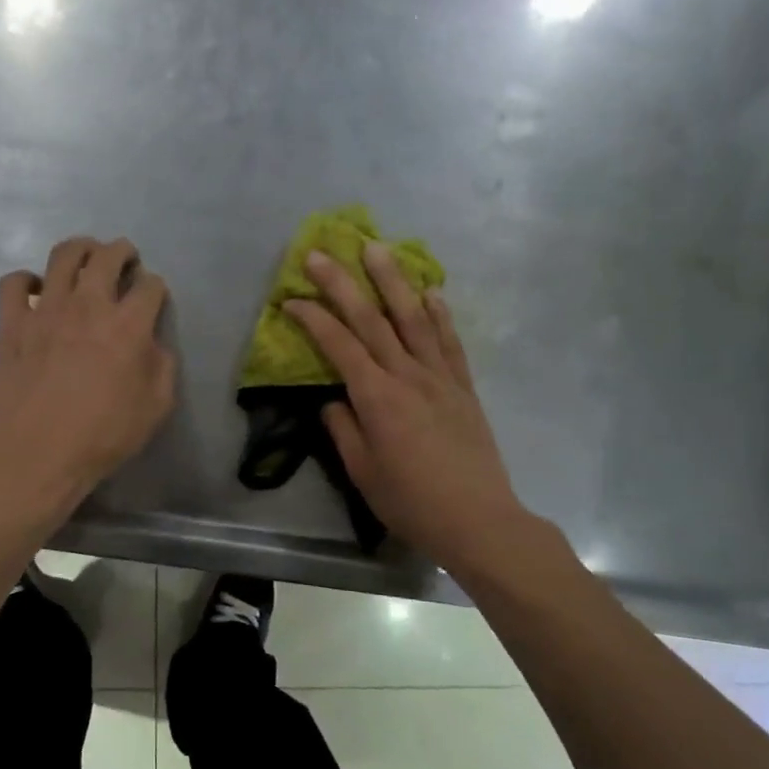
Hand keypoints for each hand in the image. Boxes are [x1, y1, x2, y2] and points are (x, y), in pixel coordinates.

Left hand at [0, 237, 177, 511]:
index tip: (153, 297)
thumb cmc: (103, 436)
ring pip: (63, 256)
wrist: (37, 454)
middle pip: (108, 256)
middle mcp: (88, 305)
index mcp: (128, 326)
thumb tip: (152, 343)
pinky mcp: (12, 323)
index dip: (156, 287)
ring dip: (81, 250)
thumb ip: (162, 366)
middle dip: (122, 251)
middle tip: (124, 259)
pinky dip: (26, 279)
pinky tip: (35, 290)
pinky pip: (14, 282)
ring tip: (85, 259)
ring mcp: (46, 310)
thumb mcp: (156, 408)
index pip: (150, 286)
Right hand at [285, 244, 537, 580]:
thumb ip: (343, 429)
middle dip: (343, 283)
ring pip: (414, 318)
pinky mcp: (463, 387)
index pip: (338, 346)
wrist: (478, 520)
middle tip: (321, 253)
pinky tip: (430, 291)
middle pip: (372, 319)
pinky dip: (439, 313)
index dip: (312, 318)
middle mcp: (408, 376)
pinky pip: (449, 342)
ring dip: (393, 280)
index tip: (290, 299)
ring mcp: (440, 377)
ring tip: (378, 248)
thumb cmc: (411, 502)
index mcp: (377, 398)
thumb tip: (332, 400)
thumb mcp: (362, 472)